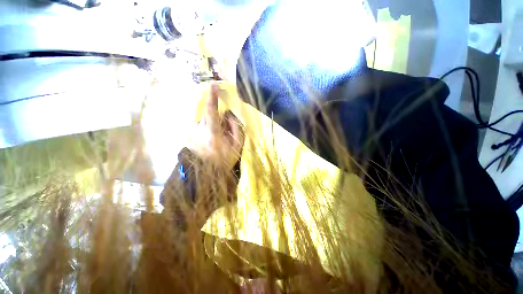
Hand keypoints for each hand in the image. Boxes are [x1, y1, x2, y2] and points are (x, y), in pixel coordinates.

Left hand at [188, 84, 244, 169]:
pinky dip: (205, 127)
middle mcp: (198, 131)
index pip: (211, 112)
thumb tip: (229, 114)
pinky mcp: (188, 135)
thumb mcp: (237, 145)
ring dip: (211, 124)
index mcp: (212, 134)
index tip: (213, 85)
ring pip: (203, 119)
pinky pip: (198, 124)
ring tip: (215, 138)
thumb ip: (235, 127)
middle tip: (222, 132)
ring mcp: (191, 133)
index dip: (212, 98)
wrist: (210, 171)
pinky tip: (209, 139)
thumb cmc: (225, 158)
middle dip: (217, 119)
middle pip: (207, 114)